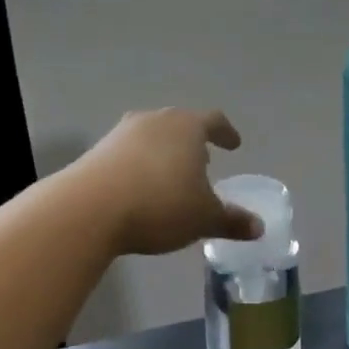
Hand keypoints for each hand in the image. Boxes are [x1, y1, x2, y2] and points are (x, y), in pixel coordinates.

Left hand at [75, 109, 261, 256]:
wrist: (91, 208)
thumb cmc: (160, 205)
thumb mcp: (203, 218)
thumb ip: (232, 221)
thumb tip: (258, 228)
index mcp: (187, 127)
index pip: (213, 121)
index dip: (226, 133)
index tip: (233, 144)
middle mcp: (156, 120)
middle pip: (180, 124)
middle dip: (193, 142)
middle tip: (203, 162)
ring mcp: (123, 132)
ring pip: (152, 136)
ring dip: (165, 152)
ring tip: (171, 176)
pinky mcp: (98, 150)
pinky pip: (128, 152)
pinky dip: (140, 165)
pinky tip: (140, 188)